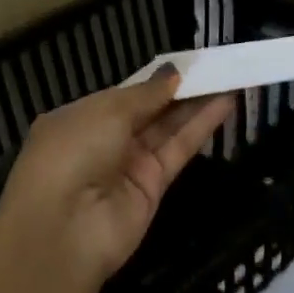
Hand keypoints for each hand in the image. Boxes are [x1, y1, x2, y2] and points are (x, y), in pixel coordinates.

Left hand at [0, 68, 234, 287]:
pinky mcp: (154, 187)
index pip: (123, 96)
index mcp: (79, 119)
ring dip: (197, 104)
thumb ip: (146, 93)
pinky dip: (201, 127)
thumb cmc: (73, 152)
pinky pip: (179, 150)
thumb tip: (172, 74)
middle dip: (179, 90)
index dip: (154, 81)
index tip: (187, 64)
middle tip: (216, 67)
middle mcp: (104, 142)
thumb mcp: (106, 111)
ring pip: (168, 129)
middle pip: (149, 112)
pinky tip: (225, 103)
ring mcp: (130, 166)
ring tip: (229, 77)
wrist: (64, 228)